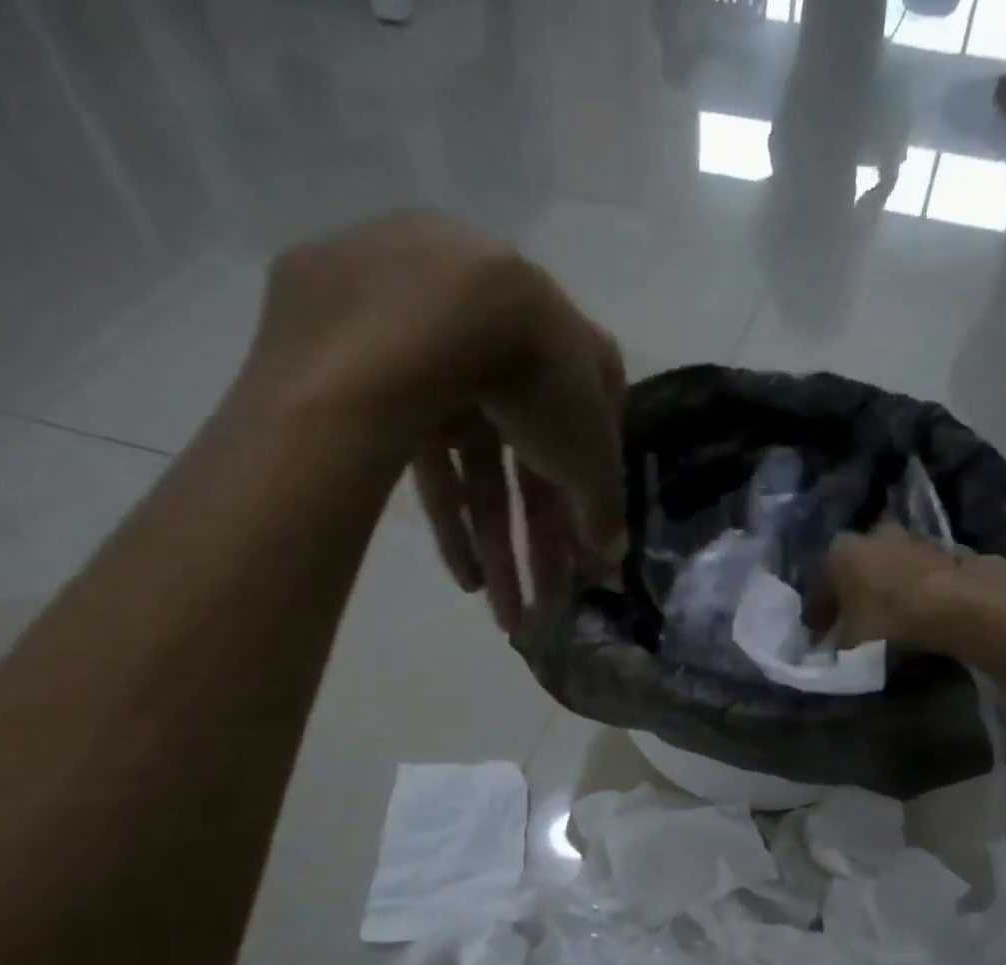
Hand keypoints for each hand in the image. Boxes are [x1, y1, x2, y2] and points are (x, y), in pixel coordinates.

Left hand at [242, 212, 625, 631]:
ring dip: (499, 552)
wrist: (434, 305)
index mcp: (578, 365)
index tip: (583, 574)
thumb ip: (603, 510)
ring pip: (484, 480)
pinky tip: (465, 578)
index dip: (584, 520)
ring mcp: (454, 369)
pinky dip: (452, 524)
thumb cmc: (540, 377)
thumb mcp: (588, 455)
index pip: (587, 456)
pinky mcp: (394, 384)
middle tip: (541, 616)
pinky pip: (433, 467)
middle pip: (533, 477)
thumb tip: (612, 558)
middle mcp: (519, 363)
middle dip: (541, 554)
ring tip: (505, 618)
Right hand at [810, 523, 1005, 651]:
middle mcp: (872, 535)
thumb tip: (835, 646)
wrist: (957, 605)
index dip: (817, 615)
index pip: (819, 586)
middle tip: (853, 623)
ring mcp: (913, 538)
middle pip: (855, 569)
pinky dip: (916, 589)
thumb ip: (838, 643)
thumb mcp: (851, 643)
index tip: (819, 638)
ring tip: (890, 619)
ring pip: (889, 566)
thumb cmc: (889, 620)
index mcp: (840, 552)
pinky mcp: (947, 549)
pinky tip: (921, 611)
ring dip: (886, 588)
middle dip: (852, 594)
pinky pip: (921, 574)